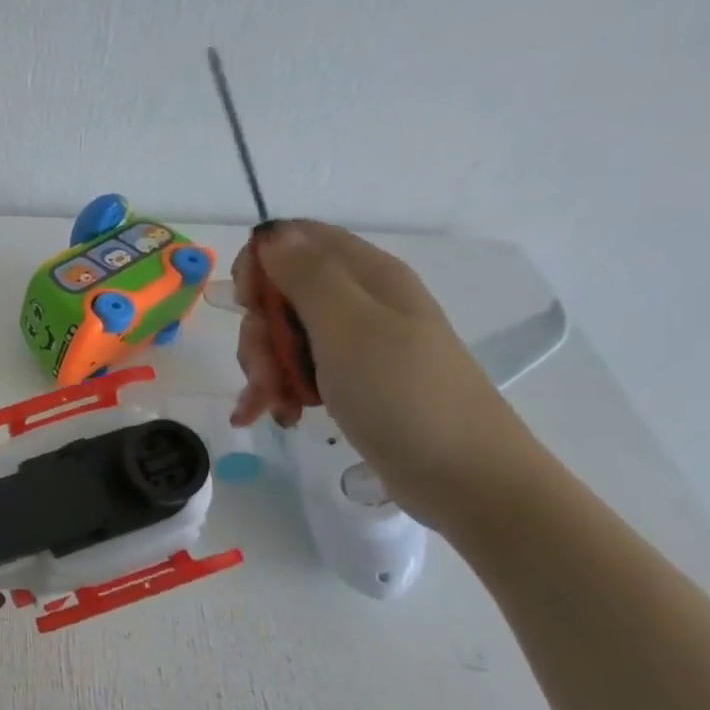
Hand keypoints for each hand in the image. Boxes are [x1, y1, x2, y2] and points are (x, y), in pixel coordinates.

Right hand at [229, 221, 545, 529]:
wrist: (462, 476)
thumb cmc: (405, 395)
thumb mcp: (349, 328)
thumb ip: (306, 276)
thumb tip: (271, 232)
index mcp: (365, 276)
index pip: (295, 240)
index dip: (260, 264)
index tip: (247, 304)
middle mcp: (358, 302)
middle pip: (280, 295)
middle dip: (259, 333)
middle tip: (269, 372)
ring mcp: (353, 343)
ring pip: (281, 337)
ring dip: (266, 369)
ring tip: (275, 405)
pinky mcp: (348, 381)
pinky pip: (295, 371)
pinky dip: (278, 391)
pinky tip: (275, 415)